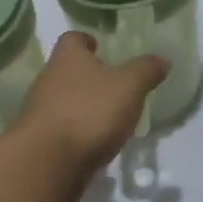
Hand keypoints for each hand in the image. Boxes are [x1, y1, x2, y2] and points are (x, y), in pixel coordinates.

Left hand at [15, 32, 168, 193]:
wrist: (47, 163)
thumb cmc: (89, 112)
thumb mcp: (128, 86)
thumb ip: (145, 70)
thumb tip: (162, 59)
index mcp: (67, 58)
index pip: (72, 38)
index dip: (86, 40)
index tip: (100, 47)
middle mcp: (48, 79)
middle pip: (67, 70)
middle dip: (87, 75)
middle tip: (113, 84)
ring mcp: (40, 111)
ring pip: (63, 100)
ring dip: (82, 106)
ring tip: (109, 116)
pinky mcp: (40, 141)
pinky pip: (62, 129)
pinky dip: (77, 132)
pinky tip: (96, 143)